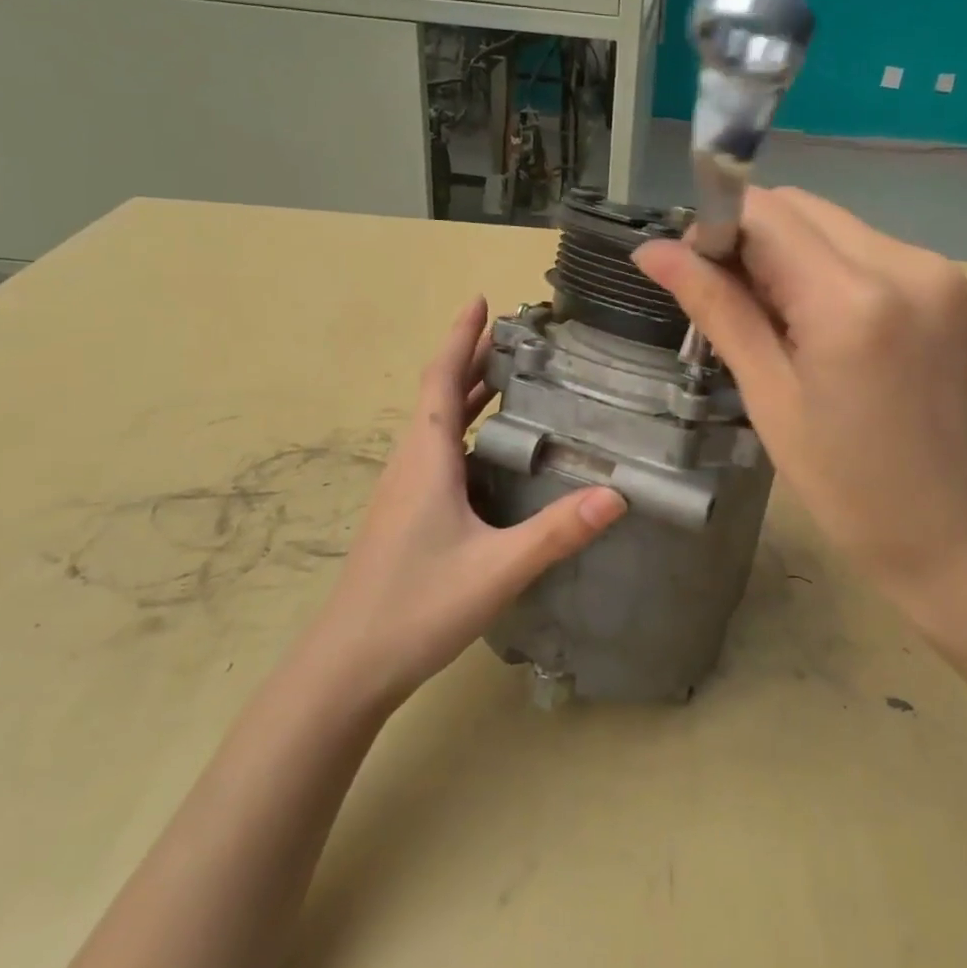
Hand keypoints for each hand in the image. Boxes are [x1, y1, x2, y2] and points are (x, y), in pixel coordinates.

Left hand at [307, 297, 626, 709]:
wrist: (348, 666)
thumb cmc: (416, 606)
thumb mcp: (498, 568)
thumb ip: (558, 532)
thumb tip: (618, 494)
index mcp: (426, 459)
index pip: (440, 379)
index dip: (460, 337)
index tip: (481, 300)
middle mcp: (411, 464)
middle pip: (439, 395)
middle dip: (472, 359)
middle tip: (515, 338)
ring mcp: (404, 492)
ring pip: (437, 426)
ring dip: (466, 395)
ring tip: (509, 381)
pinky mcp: (406, 516)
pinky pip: (437, 453)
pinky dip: (464, 431)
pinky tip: (493, 453)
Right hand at [635, 188, 966, 628]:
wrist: (957, 530)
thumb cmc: (849, 486)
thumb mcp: (770, 399)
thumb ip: (717, 309)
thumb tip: (652, 251)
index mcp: (852, 299)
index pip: (764, 212)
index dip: (714, 228)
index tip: (692, 273)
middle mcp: (903, 262)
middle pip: (799, 207)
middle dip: (749, 239)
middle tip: (730, 305)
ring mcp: (935, 269)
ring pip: (831, 223)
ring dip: (787, 253)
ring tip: (777, 323)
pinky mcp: (948, 284)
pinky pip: (865, 248)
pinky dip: (826, 267)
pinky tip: (820, 324)